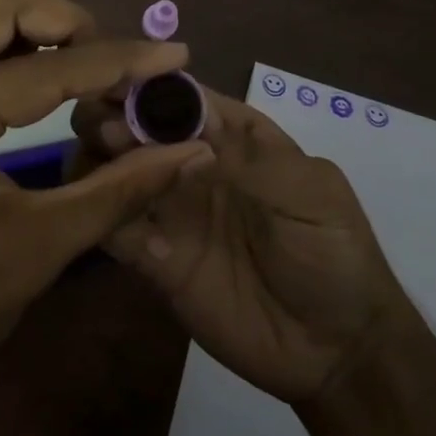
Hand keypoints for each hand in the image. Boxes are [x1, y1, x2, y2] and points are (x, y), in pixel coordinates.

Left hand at [0, 0, 213, 389]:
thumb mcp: (44, 244)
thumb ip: (123, 187)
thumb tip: (193, 151)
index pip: (48, 67)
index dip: (120, 60)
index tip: (174, 56)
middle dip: (62, 20)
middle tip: (104, 65)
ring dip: (18, 17)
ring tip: (59, 62)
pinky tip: (16, 77)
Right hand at [72, 89, 407, 402]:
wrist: (337, 350)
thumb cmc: (334, 252)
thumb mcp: (308, 192)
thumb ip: (247, 155)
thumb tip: (187, 109)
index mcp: (231, 135)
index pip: (180, 96)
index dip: (147, 85)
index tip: (118, 85)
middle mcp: (190, 163)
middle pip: (135, 126)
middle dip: (113, 118)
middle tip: (109, 133)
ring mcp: (170, 210)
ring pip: (114, 171)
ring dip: (99, 162)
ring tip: (105, 173)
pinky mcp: (154, 259)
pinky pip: (114, 228)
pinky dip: (101, 215)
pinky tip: (108, 219)